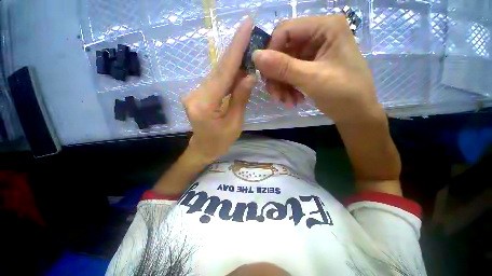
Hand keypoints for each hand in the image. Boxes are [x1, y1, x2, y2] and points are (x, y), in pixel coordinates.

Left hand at [183, 18, 255, 162]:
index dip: (235, 49)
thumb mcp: (234, 123)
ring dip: (233, 60)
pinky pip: (216, 80)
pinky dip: (228, 72)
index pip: (223, 73)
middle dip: (234, 49)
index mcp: (205, 105)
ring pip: (217, 72)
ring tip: (247, 45)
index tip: (245, 26)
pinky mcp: (199, 93)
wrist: (203, 148)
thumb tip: (249, 76)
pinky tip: (239, 66)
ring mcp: (195, 92)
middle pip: (219, 69)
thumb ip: (239, 99)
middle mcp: (196, 94)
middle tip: (248, 29)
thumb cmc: (220, 142)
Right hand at [253, 16, 380, 122]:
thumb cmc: (344, 94)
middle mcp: (317, 35)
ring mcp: (313, 52)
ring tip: (287, 102)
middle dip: (277, 76)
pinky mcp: (309, 66)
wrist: (356, 113)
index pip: (285, 30)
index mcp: (325, 27)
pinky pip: (289, 74)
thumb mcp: (313, 79)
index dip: (271, 52)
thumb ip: (283, 67)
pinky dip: (287, 88)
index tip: (266, 77)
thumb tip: (255, 56)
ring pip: (283, 65)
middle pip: (282, 50)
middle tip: (276, 96)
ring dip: (281, 86)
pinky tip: (293, 101)